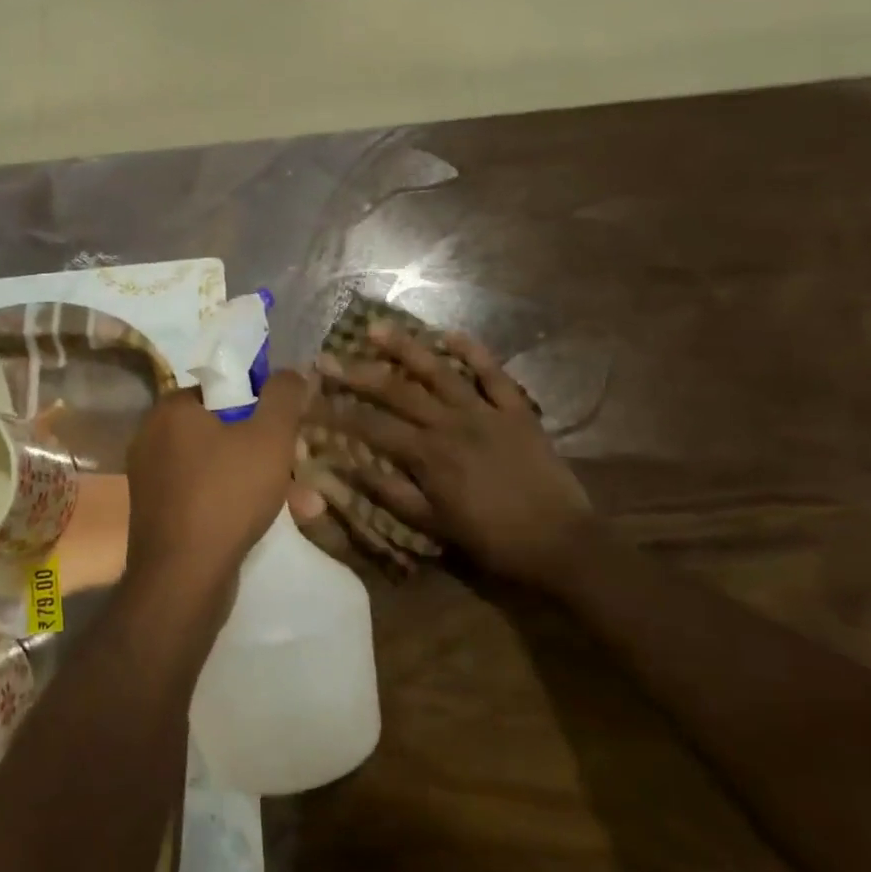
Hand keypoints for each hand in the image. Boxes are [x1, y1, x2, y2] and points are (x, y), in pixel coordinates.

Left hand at [124, 371, 306, 607]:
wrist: (182, 580)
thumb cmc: (227, 495)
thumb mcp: (270, 437)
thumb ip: (284, 396)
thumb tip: (291, 373)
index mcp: (172, 410)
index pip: (223, 388)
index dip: (261, 403)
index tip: (287, 427)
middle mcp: (154, 438)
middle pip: (224, 428)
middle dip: (269, 448)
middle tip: (300, 464)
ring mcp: (153, 480)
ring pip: (220, 466)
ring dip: (263, 479)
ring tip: (306, 504)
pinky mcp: (159, 515)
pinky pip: (206, 495)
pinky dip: (238, 502)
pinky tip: (276, 522)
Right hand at [314, 325, 593, 584]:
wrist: (561, 543)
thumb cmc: (493, 540)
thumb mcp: (435, 526)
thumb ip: (391, 493)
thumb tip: (347, 468)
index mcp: (428, 455)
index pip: (371, 427)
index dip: (337, 412)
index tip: (309, 399)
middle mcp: (451, 423)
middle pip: (397, 391)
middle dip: (357, 373)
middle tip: (327, 357)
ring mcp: (485, 411)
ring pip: (439, 371)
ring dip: (406, 348)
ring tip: (376, 328)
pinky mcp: (516, 410)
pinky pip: (493, 374)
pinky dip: (474, 352)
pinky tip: (451, 334)